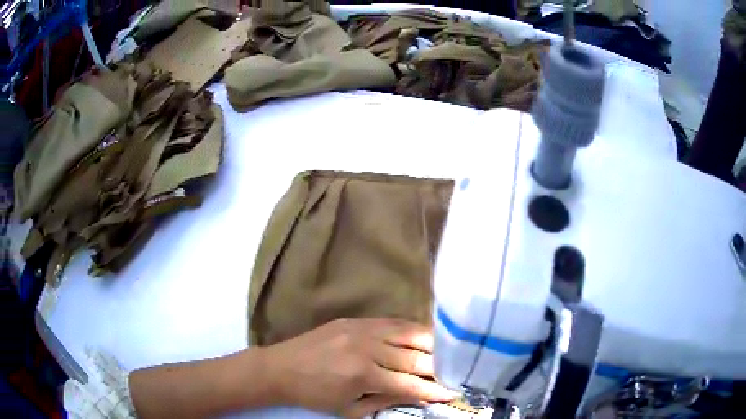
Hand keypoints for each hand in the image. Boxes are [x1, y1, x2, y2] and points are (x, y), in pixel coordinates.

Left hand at [263, 318, 458, 417]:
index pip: (409, 384)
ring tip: (448, 352)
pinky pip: (392, 322)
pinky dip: (412, 330)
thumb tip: (418, 396)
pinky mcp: (355, 319)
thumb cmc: (315, 395)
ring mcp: (361, 329)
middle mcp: (366, 348)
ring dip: (432, 343)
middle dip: (439, 367)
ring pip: (408, 332)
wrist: (281, 368)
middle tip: (456, 371)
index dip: (434, 390)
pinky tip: (424, 336)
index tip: (454, 392)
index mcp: (362, 376)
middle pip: (414, 356)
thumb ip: (386, 401)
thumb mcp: (350, 409)